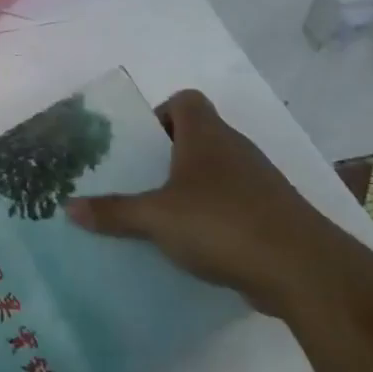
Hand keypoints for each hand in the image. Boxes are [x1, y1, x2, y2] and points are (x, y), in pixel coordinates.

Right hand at [65, 89, 372, 318]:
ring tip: (157, 216)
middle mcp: (235, 150)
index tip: (140, 145)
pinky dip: (211, 217)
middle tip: (136, 182)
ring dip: (189, 189)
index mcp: (207, 136)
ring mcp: (258, 183)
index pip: (185, 100)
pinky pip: (232, 205)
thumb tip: (68, 207)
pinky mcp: (271, 215)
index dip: (160, 114)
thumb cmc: (222, 224)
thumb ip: (113, 212)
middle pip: (197, 137)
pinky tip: (191, 245)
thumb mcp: (156, 218)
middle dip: (165, 157)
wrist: (304, 270)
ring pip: (215, 173)